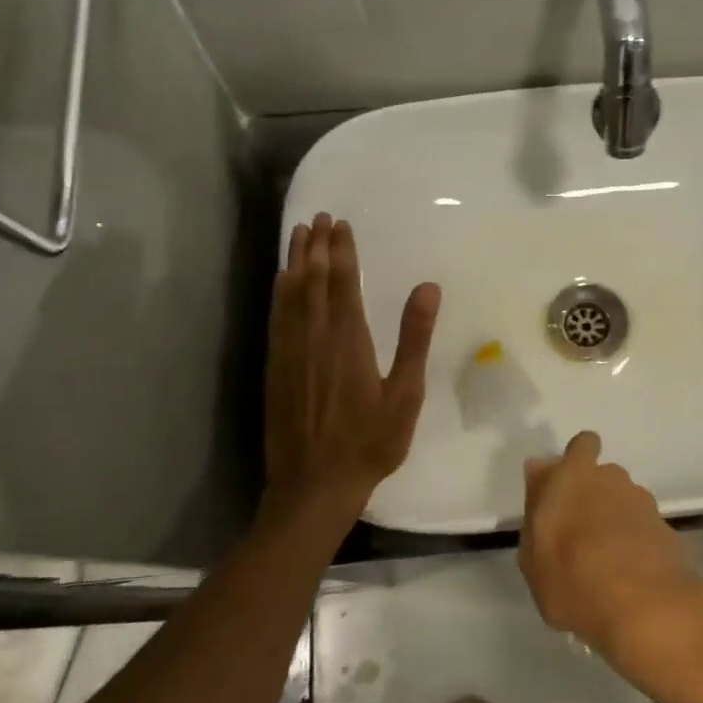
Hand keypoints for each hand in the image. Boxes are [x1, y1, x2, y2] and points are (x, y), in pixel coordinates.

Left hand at [264, 214, 439, 535]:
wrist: (314, 485)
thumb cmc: (370, 441)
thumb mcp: (405, 394)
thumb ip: (414, 338)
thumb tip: (427, 287)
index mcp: (348, 339)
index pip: (343, 282)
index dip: (341, 251)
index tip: (340, 224)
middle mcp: (314, 336)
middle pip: (312, 280)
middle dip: (315, 246)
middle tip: (318, 218)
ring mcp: (290, 351)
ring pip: (289, 294)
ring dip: (294, 261)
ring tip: (297, 235)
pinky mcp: (275, 367)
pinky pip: (276, 317)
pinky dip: (279, 292)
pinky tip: (280, 283)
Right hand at [518, 431, 702, 666]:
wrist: (645, 608)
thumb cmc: (573, 579)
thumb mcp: (532, 555)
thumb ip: (535, 507)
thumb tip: (539, 471)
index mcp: (572, 476)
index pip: (581, 445)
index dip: (576, 460)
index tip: (566, 488)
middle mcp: (610, 479)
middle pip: (601, 476)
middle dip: (593, 496)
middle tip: (579, 534)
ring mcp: (643, 503)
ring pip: (623, 502)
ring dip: (615, 520)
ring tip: (604, 562)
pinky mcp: (666, 528)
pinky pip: (642, 528)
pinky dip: (635, 543)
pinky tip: (628, 575)